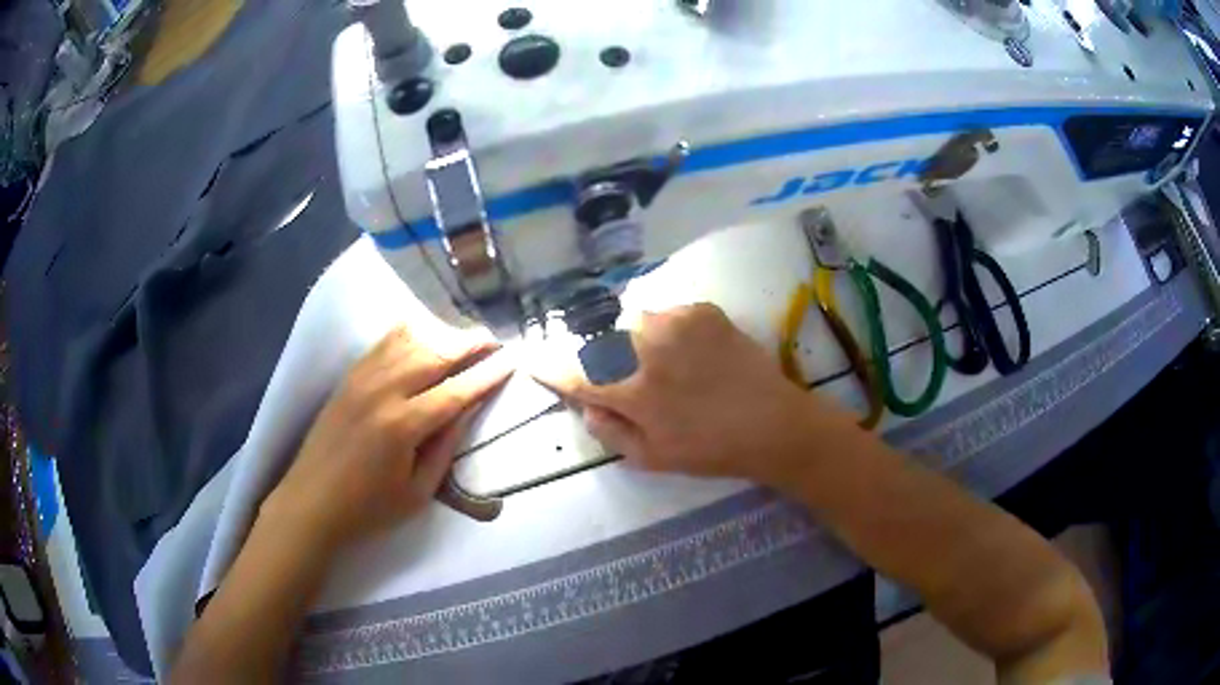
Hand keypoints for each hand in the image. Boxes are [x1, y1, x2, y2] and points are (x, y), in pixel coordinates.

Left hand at [263, 326, 512, 551]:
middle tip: (495, 339)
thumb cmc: (367, 509)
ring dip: (442, 334)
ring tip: (465, 337)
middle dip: (470, 343)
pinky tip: (423, 332)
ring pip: (409, 340)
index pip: (456, 391)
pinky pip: (382, 343)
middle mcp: (383, 391)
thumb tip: (467, 410)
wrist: (310, 502)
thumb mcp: (417, 493)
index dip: (487, 374)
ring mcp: (362, 379)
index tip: (512, 359)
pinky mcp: (348, 377)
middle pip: (435, 354)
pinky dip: (408, 332)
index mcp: (403, 425)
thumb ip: (445, 448)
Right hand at [532, 304, 858, 487]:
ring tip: (659, 366)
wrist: (773, 423)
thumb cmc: (710, 450)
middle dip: (598, 360)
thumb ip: (608, 430)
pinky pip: (665, 315)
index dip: (547, 366)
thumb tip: (586, 403)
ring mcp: (676, 322)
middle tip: (619, 379)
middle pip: (599, 343)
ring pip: (631, 325)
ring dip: (632, 343)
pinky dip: (664, 332)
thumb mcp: (651, 458)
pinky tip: (686, 353)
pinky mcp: (701, 310)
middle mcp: (647, 346)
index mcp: (631, 389)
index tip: (532, 360)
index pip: (572, 372)